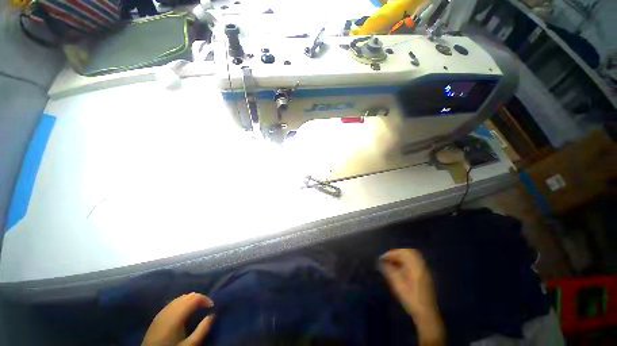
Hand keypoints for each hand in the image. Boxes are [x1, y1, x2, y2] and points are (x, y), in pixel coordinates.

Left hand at [142, 292, 214, 345]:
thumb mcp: (190, 344)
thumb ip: (202, 329)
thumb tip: (212, 315)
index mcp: (177, 314)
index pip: (195, 297)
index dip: (206, 299)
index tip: (212, 307)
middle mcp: (169, 308)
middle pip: (188, 295)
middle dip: (199, 299)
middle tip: (205, 308)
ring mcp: (162, 311)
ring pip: (180, 297)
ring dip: (190, 300)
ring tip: (196, 309)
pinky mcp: (158, 315)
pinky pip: (173, 302)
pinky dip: (182, 303)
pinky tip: (184, 313)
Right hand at [379, 249, 444, 345]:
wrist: (426, 314)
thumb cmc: (410, 298)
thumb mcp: (397, 284)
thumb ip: (388, 270)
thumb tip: (381, 262)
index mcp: (415, 266)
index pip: (401, 252)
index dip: (390, 254)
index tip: (381, 258)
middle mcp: (421, 265)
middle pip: (408, 252)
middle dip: (396, 253)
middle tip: (387, 258)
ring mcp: (424, 270)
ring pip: (412, 256)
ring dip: (401, 256)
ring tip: (392, 262)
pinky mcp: (425, 275)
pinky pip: (415, 261)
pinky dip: (406, 261)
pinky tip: (400, 268)